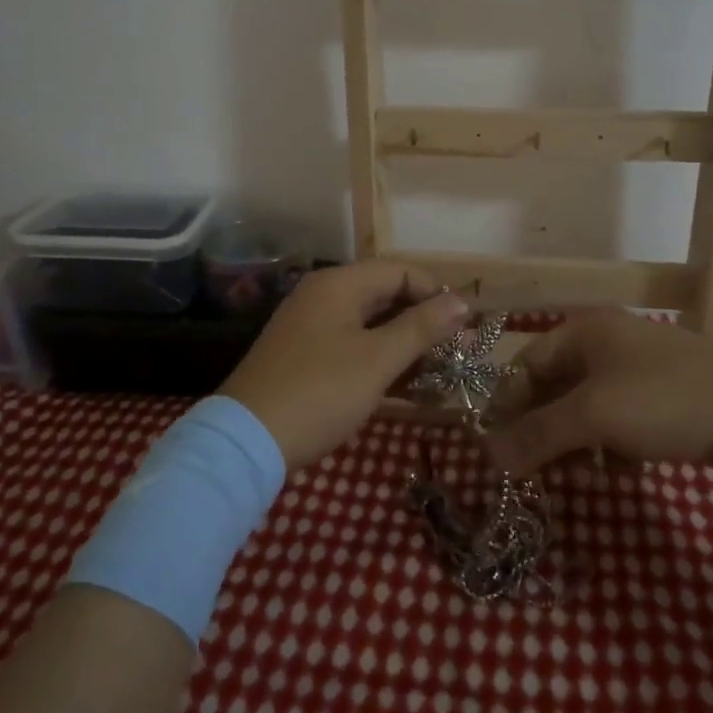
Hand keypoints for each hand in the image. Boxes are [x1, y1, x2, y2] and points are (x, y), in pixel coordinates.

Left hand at [219, 260, 468, 471]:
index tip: (465, 326)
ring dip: (404, 345)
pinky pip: (351, 347)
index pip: (399, 271)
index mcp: (338, 285)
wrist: (247, 442)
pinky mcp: (302, 357)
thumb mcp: (378, 360)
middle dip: (423, 322)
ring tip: (438, 374)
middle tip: (457, 354)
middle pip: (384, 296)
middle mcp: (322, 296)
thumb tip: (462, 301)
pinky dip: (379, 361)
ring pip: (369, 325)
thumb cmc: (320, 392)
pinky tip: (403, 387)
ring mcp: (309, 327)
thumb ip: (422, 327)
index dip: (435, 293)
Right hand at [486, 308, 712, 479]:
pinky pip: (615, 424)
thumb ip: (537, 436)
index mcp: (583, 332)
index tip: (498, 452)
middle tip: (536, 473)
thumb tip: (487, 457)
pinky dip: (610, 448)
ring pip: (584, 412)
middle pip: (552, 391)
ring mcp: (635, 372)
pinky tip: (621, 470)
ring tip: (582, 476)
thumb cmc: (665, 400)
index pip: (524, 367)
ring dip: (575, 446)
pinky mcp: (660, 401)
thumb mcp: (593, 417)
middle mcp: (604, 345)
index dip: (507, 408)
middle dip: (543, 433)